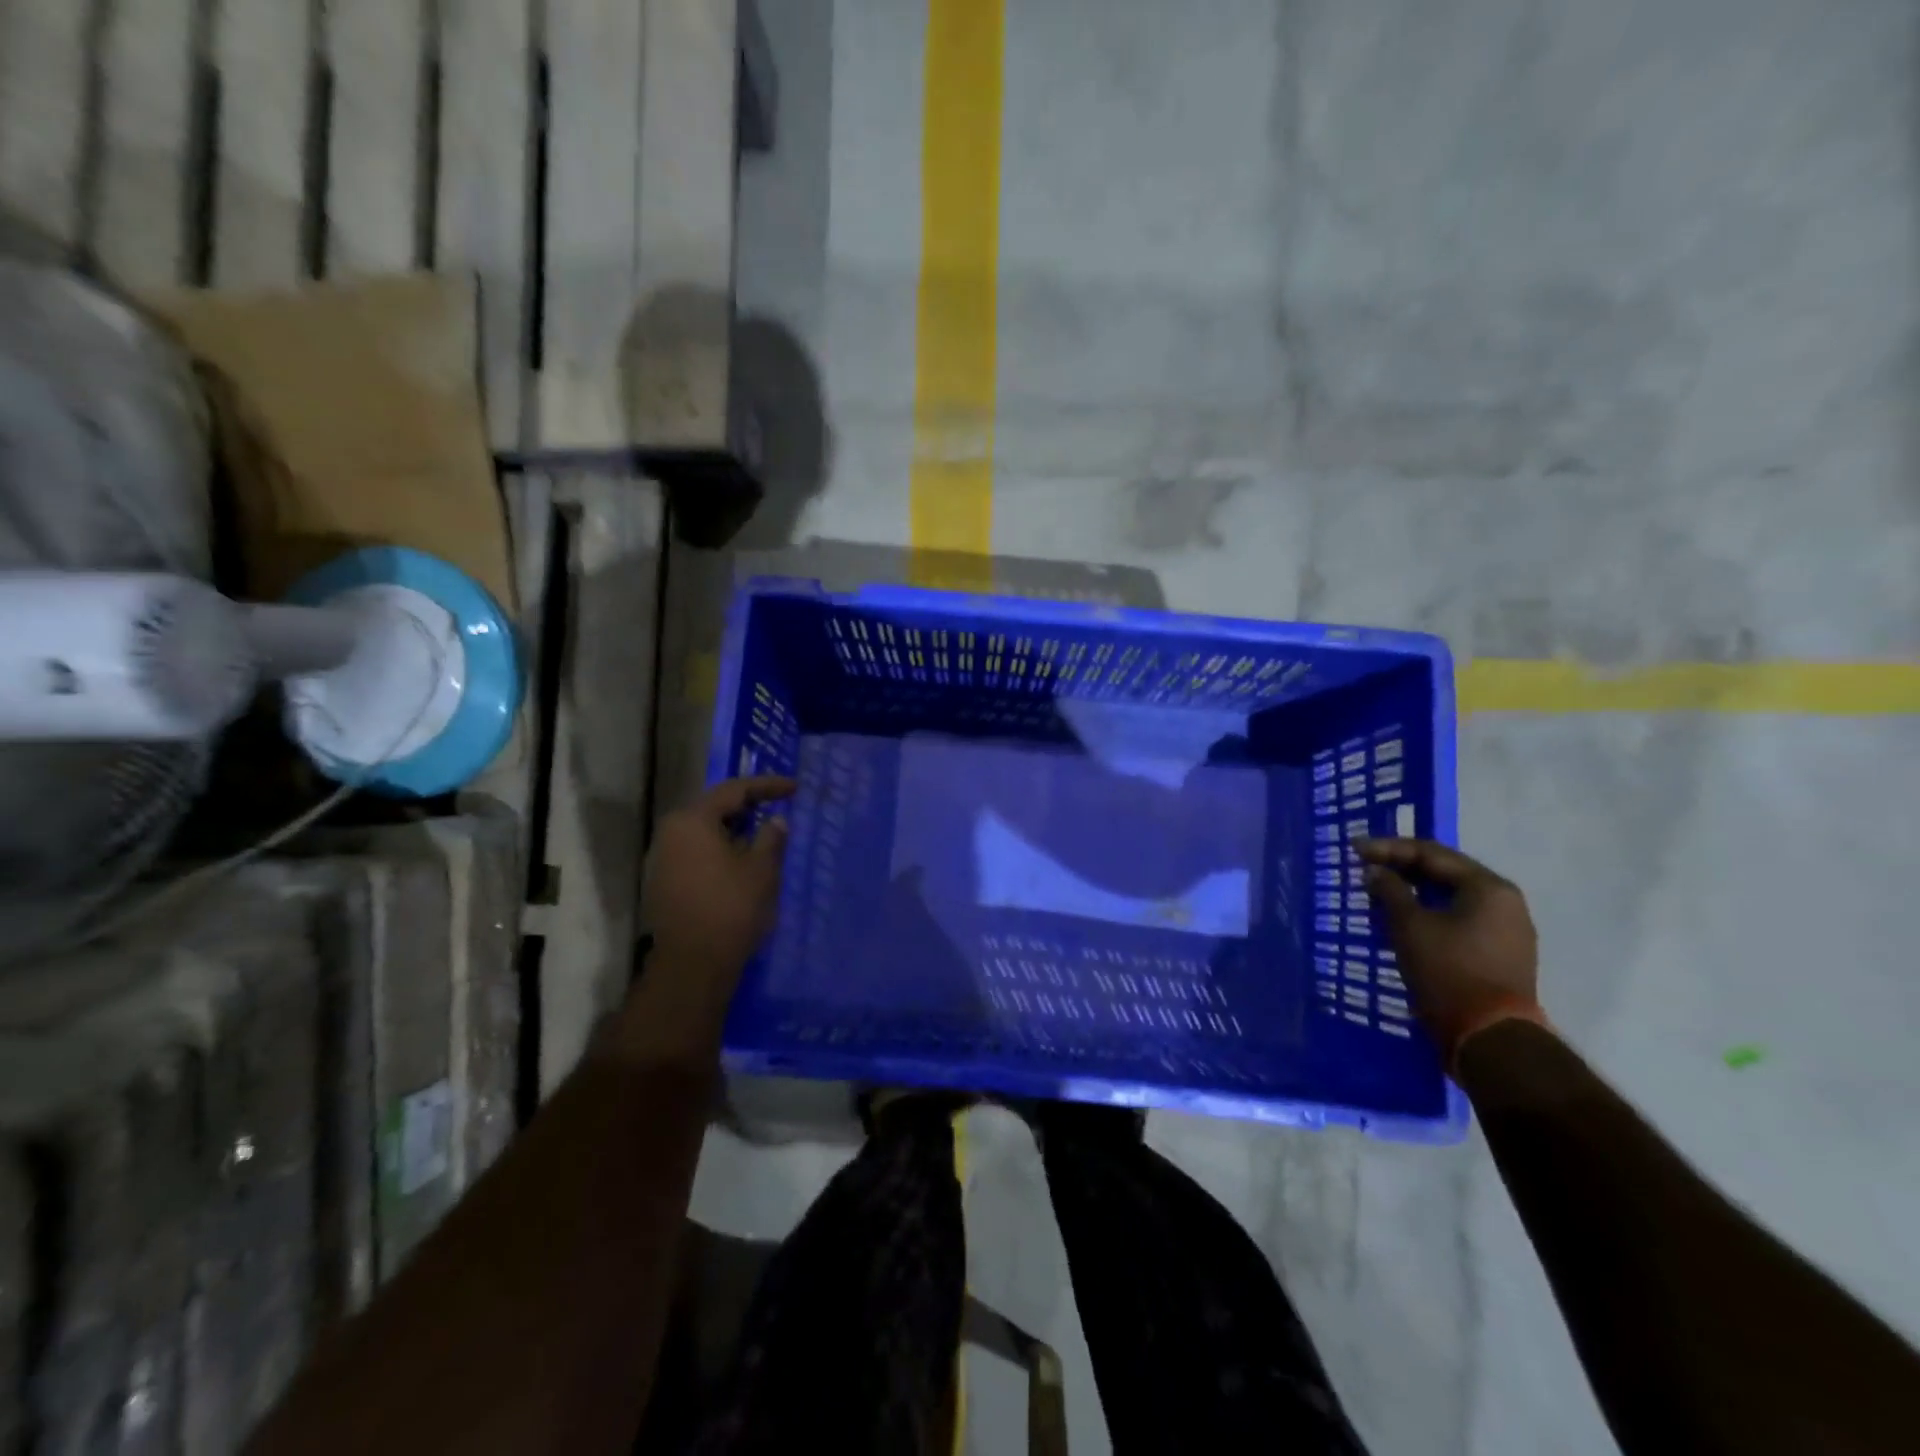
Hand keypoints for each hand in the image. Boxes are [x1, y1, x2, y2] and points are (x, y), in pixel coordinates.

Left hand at [642, 776, 795, 974]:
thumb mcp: (761, 870)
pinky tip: (741, 862)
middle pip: (714, 808)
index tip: (795, 788)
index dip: (768, 786)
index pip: (735, 791)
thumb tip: (776, 821)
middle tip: (778, 807)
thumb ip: (771, 838)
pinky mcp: (662, 882)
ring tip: (763, 835)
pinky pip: (696, 852)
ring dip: (734, 830)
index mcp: (693, 820)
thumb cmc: (731, 909)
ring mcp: (661, 858)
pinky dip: (720, 850)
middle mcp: (671, 832)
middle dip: (749, 807)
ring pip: (704, 832)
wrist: (692, 964)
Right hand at [1357, 838, 1544, 1066]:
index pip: (1432, 853)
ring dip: (1414, 892)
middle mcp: (1505, 902)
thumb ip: (1390, 891)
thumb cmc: (1448, 971)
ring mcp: (1507, 930)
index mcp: (1488, 887)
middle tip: (1366, 867)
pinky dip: (1429, 913)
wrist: (1490, 1037)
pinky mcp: (1500, 954)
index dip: (1389, 848)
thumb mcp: (1409, 926)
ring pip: (1452, 898)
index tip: (1355, 850)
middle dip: (1402, 868)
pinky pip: (1459, 919)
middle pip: (1446, 873)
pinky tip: (1403, 919)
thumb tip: (1375, 871)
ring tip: (1379, 892)